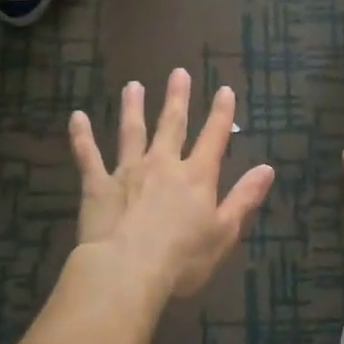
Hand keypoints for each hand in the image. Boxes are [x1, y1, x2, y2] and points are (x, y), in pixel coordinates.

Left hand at [69, 69, 275, 299]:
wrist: (127, 270)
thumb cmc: (183, 259)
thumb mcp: (224, 232)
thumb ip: (244, 198)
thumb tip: (267, 168)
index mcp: (196, 177)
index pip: (214, 137)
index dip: (221, 113)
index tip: (225, 89)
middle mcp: (163, 164)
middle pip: (172, 125)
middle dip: (177, 98)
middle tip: (178, 73)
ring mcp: (127, 171)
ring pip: (131, 132)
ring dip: (133, 107)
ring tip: (132, 86)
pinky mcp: (97, 185)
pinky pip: (88, 156)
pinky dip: (81, 136)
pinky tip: (76, 117)